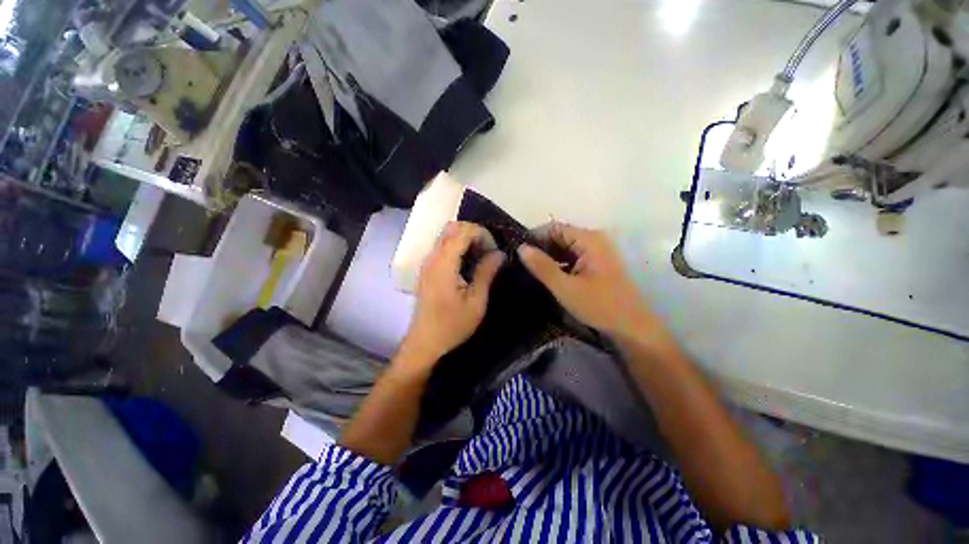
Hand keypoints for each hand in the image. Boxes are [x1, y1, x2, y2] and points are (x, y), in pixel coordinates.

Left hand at [399, 222, 504, 368]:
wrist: (425, 343)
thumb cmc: (452, 325)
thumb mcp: (476, 302)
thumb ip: (486, 273)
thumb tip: (499, 253)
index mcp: (443, 264)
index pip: (462, 232)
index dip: (481, 233)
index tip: (495, 248)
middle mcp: (432, 258)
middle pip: (451, 228)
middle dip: (473, 232)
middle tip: (489, 249)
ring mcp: (426, 263)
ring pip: (445, 236)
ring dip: (465, 238)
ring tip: (481, 254)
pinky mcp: (426, 269)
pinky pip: (442, 246)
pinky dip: (457, 246)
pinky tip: (468, 262)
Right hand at [518, 223, 654, 337]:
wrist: (631, 328)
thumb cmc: (599, 306)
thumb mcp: (565, 287)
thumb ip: (542, 267)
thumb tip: (521, 247)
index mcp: (589, 240)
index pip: (554, 228)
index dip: (534, 237)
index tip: (517, 252)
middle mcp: (594, 240)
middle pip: (560, 237)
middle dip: (540, 249)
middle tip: (520, 263)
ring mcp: (596, 252)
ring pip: (565, 248)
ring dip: (548, 258)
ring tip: (528, 270)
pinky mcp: (596, 264)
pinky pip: (572, 258)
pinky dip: (559, 264)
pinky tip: (546, 276)